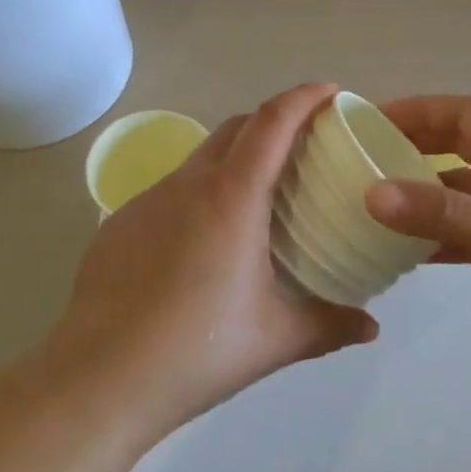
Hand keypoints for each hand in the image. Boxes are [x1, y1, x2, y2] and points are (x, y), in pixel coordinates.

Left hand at [44, 83, 379, 441]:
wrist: (99, 379)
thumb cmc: (197, 350)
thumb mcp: (275, 338)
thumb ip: (329, 325)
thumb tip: (371, 327)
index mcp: (232, 197)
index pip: (272, 122)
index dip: (304, 97)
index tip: (330, 92)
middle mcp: (188, 184)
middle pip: (236, 127)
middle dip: (273, 122)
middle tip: (304, 146)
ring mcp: (148, 201)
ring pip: (201, 158)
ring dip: (235, 158)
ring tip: (258, 196)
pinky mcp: (120, 224)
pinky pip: (171, 191)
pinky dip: (200, 193)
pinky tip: (205, 240)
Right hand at [365, 95, 470, 373]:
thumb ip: (444, 214)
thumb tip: (372, 193)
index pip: (463, 113)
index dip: (419, 110)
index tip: (373, 121)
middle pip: (459, 148)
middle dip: (415, 147)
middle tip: (366, 162)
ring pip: (462, 192)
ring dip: (424, 195)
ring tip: (377, 207)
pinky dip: (442, 236)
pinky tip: (412, 254)